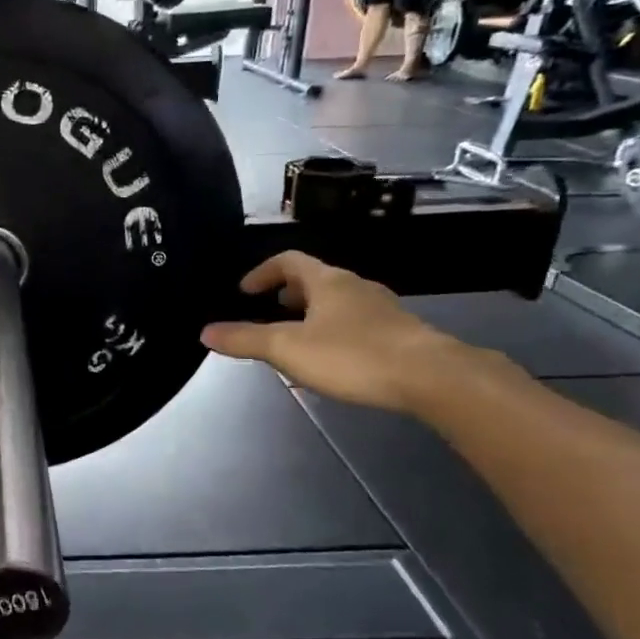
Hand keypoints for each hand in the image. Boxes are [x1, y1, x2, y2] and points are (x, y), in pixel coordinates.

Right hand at [200, 252, 474, 414]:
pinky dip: (336, 332)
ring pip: (338, 302)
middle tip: (268, 314)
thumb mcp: (288, 349)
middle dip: (287, 294)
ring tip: (296, 339)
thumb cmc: (353, 355)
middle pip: (315, 280)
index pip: (288, 261)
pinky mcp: (401, 334)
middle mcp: (356, 287)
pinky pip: (358, 323)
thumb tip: (205, 332)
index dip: (262, 272)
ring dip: (312, 314)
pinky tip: (334, 360)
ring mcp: (383, 309)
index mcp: (327, 281)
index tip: (244, 291)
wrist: (433, 377)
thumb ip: (245, 340)